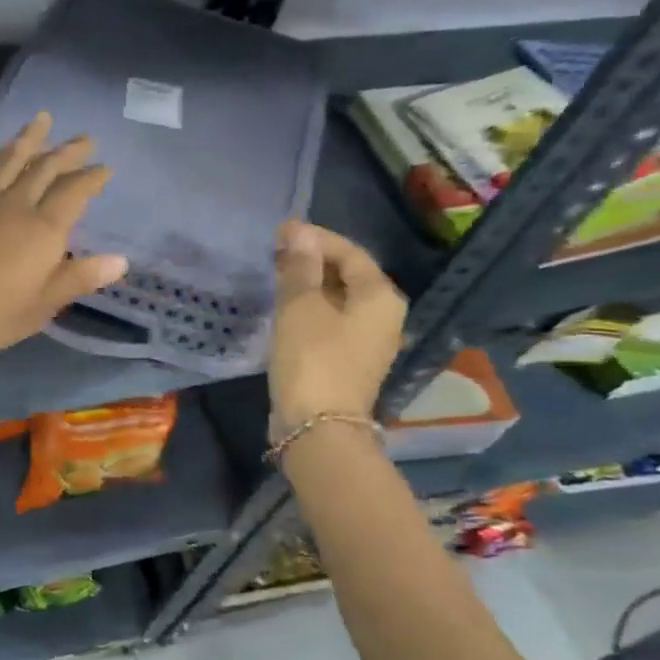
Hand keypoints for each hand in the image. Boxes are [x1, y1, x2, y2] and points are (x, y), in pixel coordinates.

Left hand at [0, 112, 127, 368]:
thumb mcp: (41, 306)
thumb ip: (78, 278)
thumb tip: (120, 260)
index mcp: (42, 230)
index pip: (74, 193)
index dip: (91, 178)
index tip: (106, 167)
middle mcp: (16, 207)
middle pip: (44, 169)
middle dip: (67, 152)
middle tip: (85, 137)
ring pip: (11, 162)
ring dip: (29, 140)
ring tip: (40, 120)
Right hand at [268, 223, 404, 430]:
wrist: (318, 428)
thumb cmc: (312, 359)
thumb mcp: (300, 307)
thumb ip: (300, 266)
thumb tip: (298, 231)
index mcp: (380, 296)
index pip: (349, 252)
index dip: (315, 238)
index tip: (280, 233)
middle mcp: (384, 316)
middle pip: (348, 275)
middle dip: (312, 261)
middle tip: (274, 254)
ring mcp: (369, 342)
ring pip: (339, 300)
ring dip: (310, 286)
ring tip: (276, 279)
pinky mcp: (350, 362)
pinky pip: (332, 323)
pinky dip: (311, 310)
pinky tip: (286, 311)